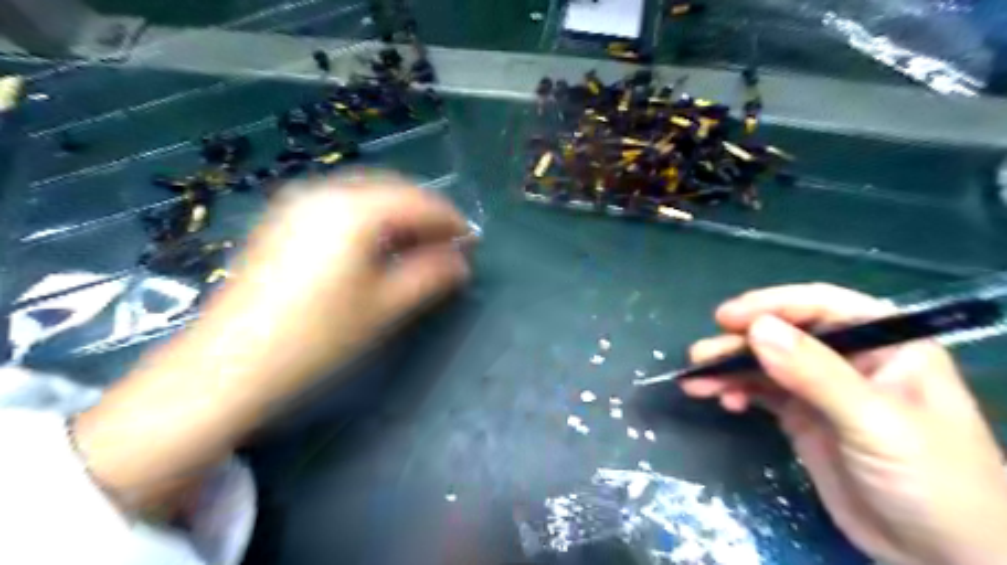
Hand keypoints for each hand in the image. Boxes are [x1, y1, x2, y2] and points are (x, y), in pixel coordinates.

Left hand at [200, 172, 476, 396]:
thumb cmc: (317, 336)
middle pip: (392, 191)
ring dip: (398, 216)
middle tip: (447, 245)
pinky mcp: (283, 220)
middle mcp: (325, 192)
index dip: (450, 220)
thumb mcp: (385, 307)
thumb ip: (430, 276)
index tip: (471, 240)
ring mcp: (298, 203)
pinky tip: (376, 246)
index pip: (418, 202)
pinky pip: (341, 207)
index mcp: (355, 209)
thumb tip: (462, 262)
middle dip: (425, 215)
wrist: (230, 364)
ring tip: (417, 247)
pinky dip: (370, 220)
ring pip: (366, 196)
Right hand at [681, 284, 1006, 564]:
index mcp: (885, 344)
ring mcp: (822, 389)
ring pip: (766, 364)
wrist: (941, 559)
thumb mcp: (875, 423)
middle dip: (739, 343)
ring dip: (729, 369)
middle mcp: (849, 359)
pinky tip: (724, 402)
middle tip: (700, 356)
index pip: (821, 307)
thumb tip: (757, 329)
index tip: (726, 319)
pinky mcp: (802, 416)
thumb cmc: (932, 481)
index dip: (771, 305)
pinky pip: (761, 392)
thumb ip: (815, 373)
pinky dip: (737, 392)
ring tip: (696, 381)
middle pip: (783, 335)